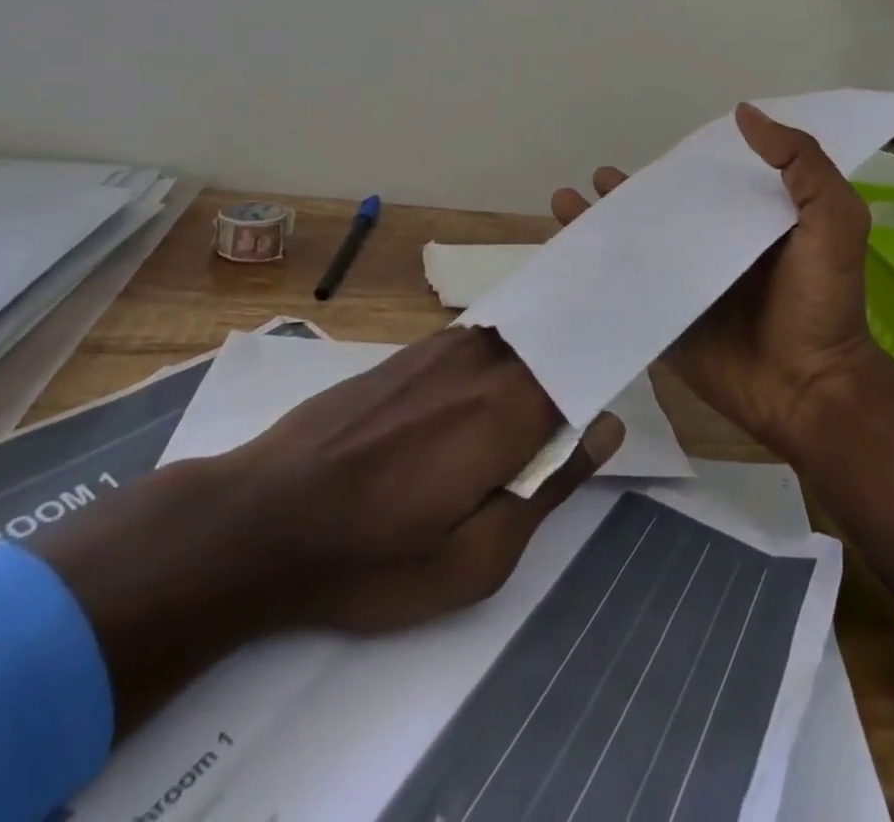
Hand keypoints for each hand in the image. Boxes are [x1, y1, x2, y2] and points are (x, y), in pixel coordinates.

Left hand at [37, 327, 621, 732]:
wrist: (259, 518)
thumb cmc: (372, 556)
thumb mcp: (476, 558)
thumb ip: (550, 485)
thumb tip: (604, 427)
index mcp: (509, 408)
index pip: (584, 362)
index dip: (611, 358)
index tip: (633, 358)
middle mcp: (483, 359)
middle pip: (554, 338)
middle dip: (581, 346)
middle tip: (607, 363)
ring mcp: (442, 347)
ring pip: (517, 334)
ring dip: (542, 345)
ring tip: (559, 365)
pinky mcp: (411, 351)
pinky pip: (479, 340)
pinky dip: (502, 350)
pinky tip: (496, 374)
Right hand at [551, 102, 875, 454]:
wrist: (809, 387)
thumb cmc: (821, 301)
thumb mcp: (833, 219)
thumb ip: (801, 164)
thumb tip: (743, 114)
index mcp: (750, 223)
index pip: (707, 184)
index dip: (676, 167)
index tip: (649, 151)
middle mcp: (714, 249)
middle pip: (662, 213)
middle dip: (627, 195)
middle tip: (597, 178)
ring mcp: (687, 287)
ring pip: (636, 248)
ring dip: (601, 227)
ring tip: (564, 204)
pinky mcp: (666, 322)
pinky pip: (624, 292)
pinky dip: (595, 275)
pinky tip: (564, 257)